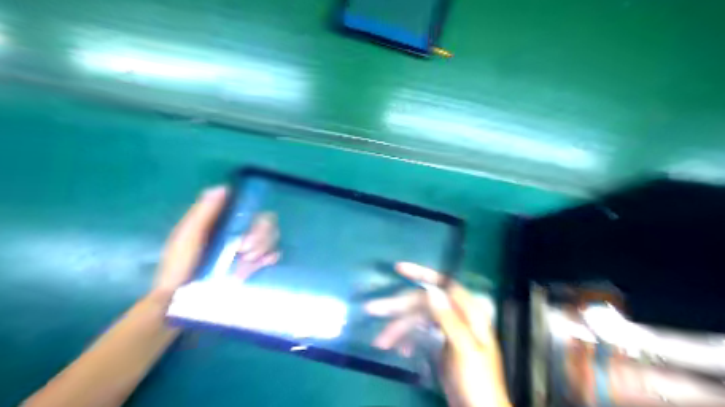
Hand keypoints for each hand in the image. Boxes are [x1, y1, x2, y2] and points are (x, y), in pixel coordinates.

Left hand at [154, 187, 281, 294]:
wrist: (181, 304)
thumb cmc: (180, 268)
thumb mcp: (187, 237)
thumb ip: (204, 213)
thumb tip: (224, 187)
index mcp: (223, 223)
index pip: (249, 209)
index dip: (253, 214)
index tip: (247, 226)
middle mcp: (239, 234)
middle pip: (266, 222)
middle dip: (261, 234)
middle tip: (245, 249)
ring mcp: (249, 252)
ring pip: (272, 237)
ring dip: (263, 246)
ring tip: (246, 261)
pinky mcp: (255, 269)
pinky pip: (273, 256)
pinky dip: (270, 257)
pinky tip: (261, 264)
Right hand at [363, 262, 507, 406]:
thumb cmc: (477, 381)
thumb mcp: (463, 349)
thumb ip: (449, 319)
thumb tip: (432, 292)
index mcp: (469, 313)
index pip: (444, 284)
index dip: (421, 274)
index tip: (398, 269)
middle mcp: (458, 317)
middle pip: (424, 303)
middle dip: (398, 307)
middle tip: (372, 309)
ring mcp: (447, 332)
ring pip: (418, 320)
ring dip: (398, 329)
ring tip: (380, 343)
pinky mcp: (439, 345)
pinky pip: (419, 335)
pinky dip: (407, 340)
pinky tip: (399, 351)